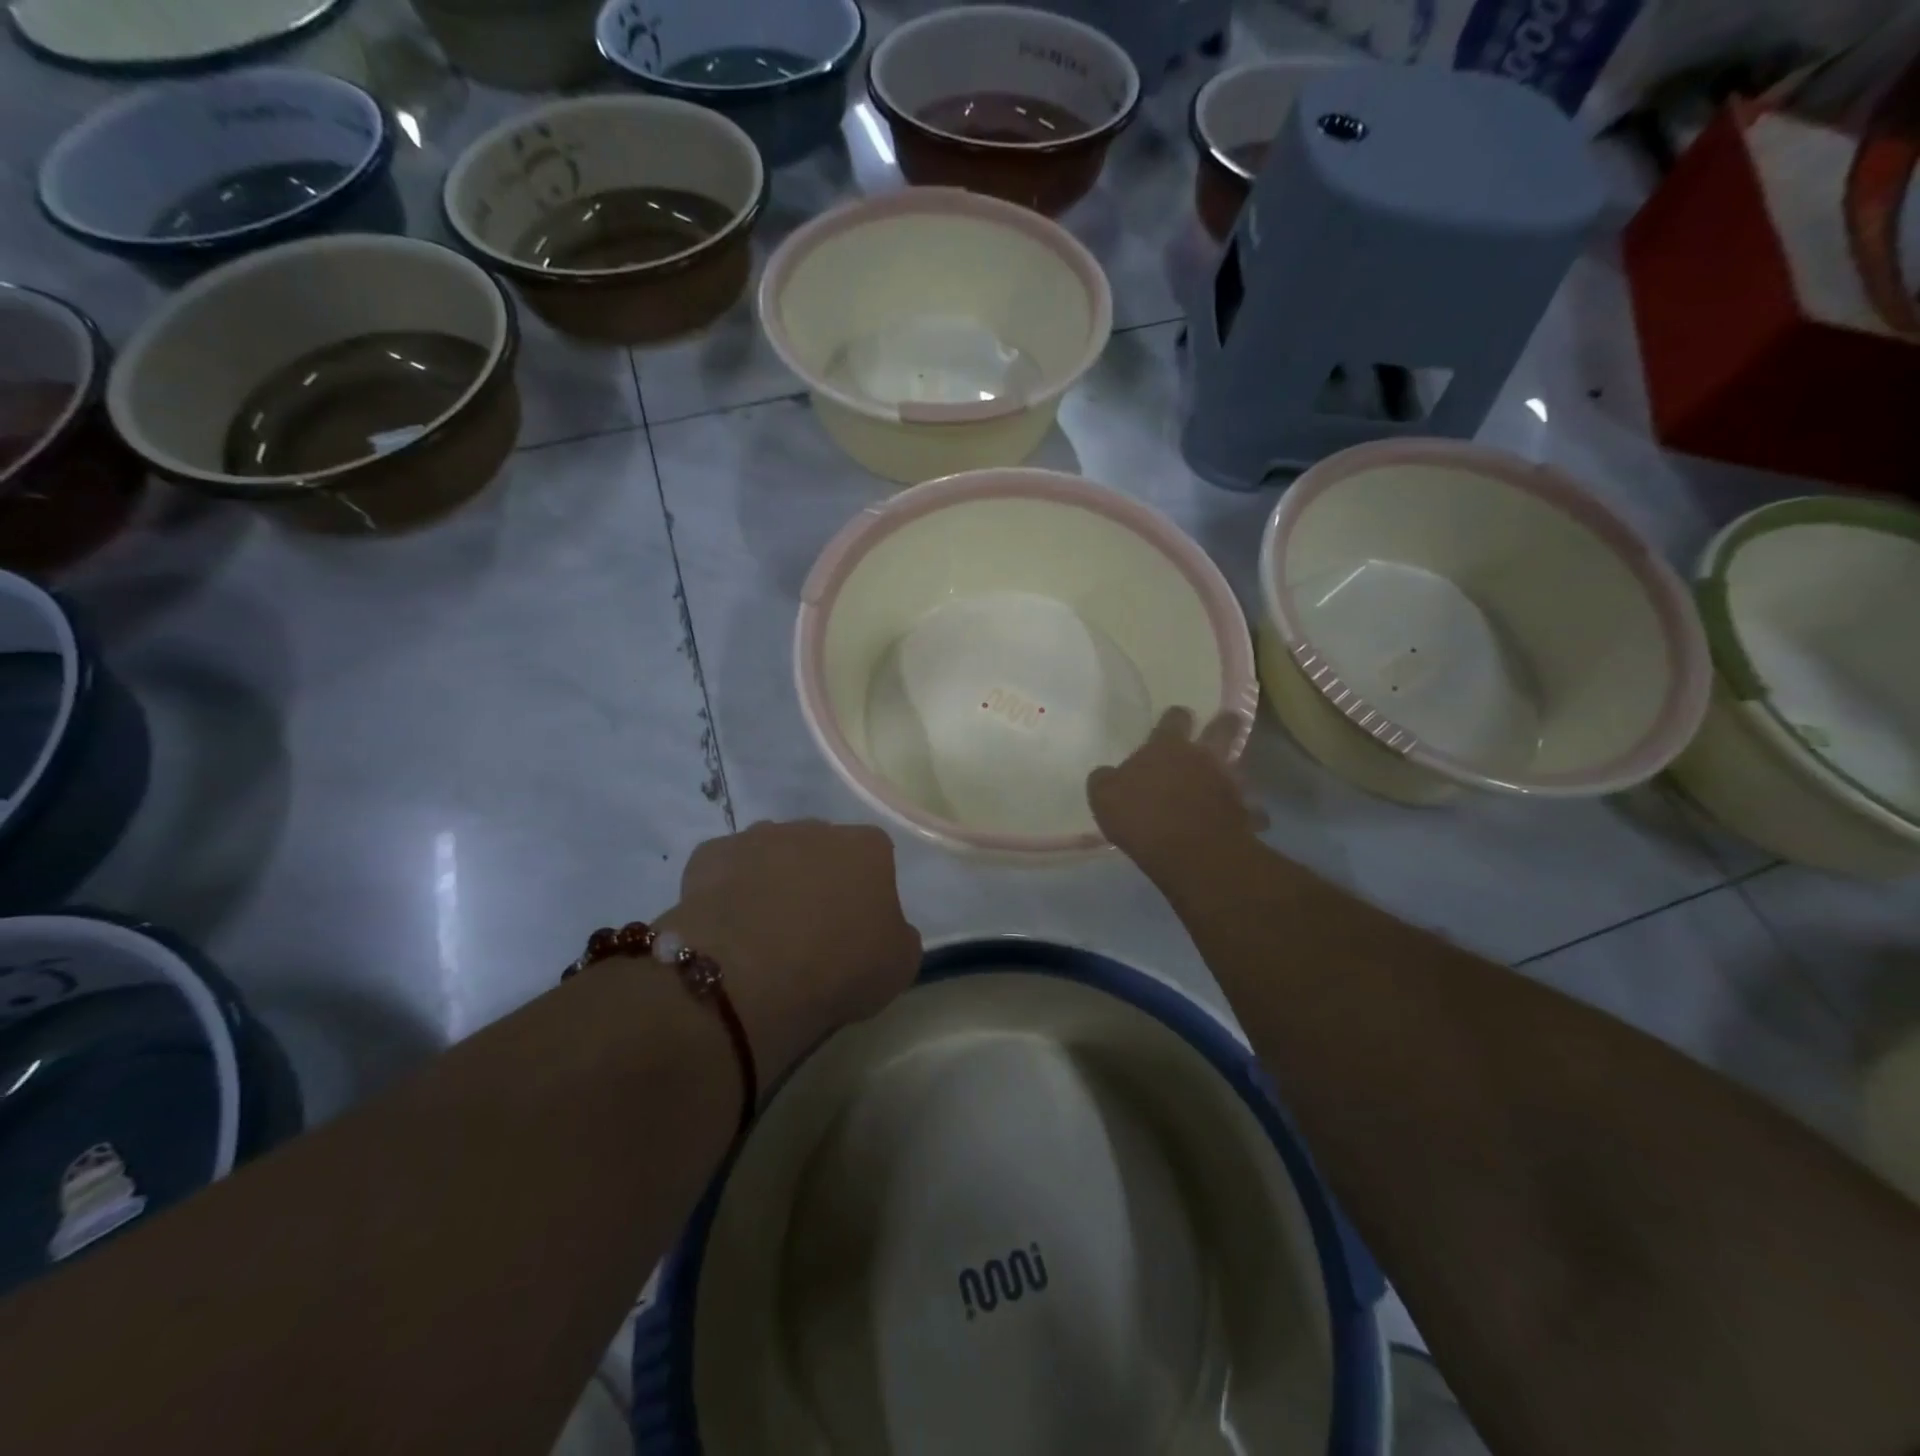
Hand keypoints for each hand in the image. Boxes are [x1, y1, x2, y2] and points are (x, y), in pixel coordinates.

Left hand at [659, 821, 921, 1081]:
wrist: (748, 976)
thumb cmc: (837, 968)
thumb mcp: (898, 965)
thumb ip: (898, 934)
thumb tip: (884, 928)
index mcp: (867, 848)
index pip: (875, 859)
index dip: (866, 893)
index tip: (856, 930)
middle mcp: (815, 828)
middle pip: (822, 850)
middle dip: (818, 879)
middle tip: (810, 931)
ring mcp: (758, 836)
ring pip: (772, 854)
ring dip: (772, 881)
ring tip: (763, 932)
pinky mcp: (711, 854)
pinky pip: (726, 869)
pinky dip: (727, 891)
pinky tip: (725, 927)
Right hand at [1088, 708, 1263, 883]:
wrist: (1188, 852)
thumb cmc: (1141, 817)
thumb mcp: (1104, 796)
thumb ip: (1106, 780)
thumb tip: (1106, 774)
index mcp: (1167, 746)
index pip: (1175, 717)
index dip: (1175, 717)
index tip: (1175, 719)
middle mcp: (1203, 757)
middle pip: (1223, 728)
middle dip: (1226, 723)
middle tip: (1226, 723)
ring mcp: (1228, 783)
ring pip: (1241, 768)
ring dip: (1235, 772)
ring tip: (1229, 781)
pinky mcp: (1245, 812)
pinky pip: (1251, 810)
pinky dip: (1247, 813)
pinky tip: (1241, 821)